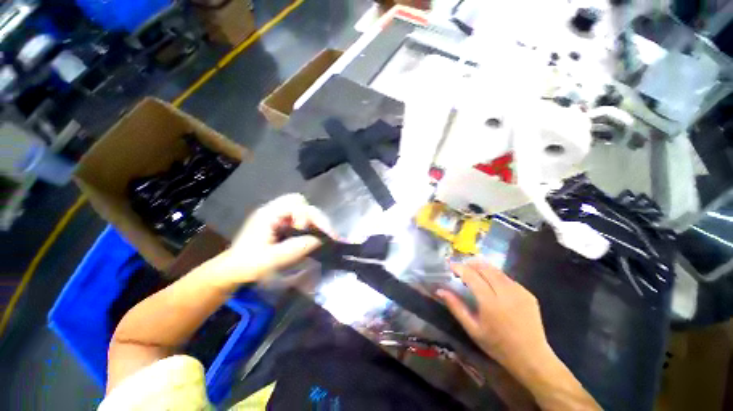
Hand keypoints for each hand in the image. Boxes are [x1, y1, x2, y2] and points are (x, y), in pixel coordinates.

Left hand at [206, 194, 335, 286]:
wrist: (232, 270)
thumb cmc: (248, 265)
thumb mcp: (272, 259)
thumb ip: (297, 248)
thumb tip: (320, 240)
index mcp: (269, 214)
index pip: (296, 203)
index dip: (309, 216)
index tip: (315, 233)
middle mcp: (274, 210)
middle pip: (301, 202)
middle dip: (314, 217)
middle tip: (324, 233)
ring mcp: (277, 215)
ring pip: (302, 208)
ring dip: (313, 220)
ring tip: (320, 235)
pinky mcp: (280, 222)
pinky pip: (299, 217)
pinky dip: (309, 224)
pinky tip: (312, 235)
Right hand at [437, 259, 549, 372]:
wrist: (532, 358)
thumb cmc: (497, 345)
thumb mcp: (472, 329)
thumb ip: (456, 307)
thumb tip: (440, 290)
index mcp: (490, 303)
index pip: (471, 276)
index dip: (459, 268)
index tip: (450, 266)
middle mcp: (506, 293)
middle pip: (485, 268)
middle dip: (470, 264)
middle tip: (461, 268)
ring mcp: (519, 292)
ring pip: (497, 271)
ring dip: (482, 268)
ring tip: (474, 272)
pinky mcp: (528, 293)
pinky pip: (507, 278)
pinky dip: (495, 276)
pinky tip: (492, 284)